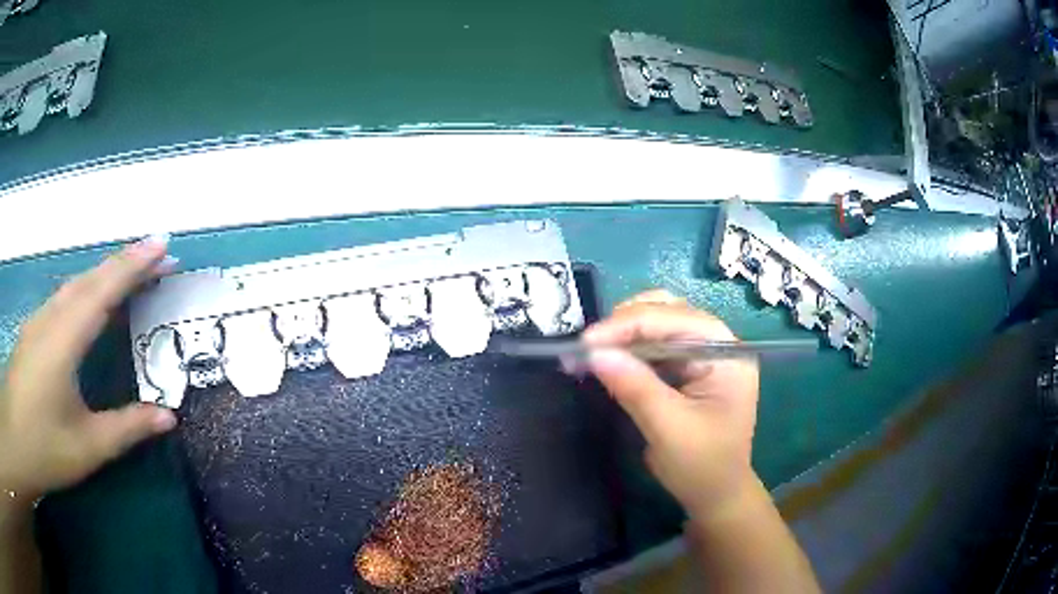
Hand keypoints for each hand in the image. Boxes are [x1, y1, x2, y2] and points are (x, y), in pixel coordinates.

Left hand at [0, 237, 178, 504]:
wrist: (14, 440)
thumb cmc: (42, 447)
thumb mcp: (86, 447)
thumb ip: (126, 428)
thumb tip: (169, 416)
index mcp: (64, 339)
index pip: (103, 289)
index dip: (134, 265)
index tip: (164, 244)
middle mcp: (51, 317)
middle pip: (91, 279)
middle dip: (126, 264)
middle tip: (160, 258)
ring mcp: (39, 321)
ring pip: (76, 285)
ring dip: (106, 275)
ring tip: (133, 277)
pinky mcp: (33, 331)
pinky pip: (64, 298)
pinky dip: (87, 290)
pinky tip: (93, 304)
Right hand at [583, 290, 759, 521]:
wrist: (715, 495)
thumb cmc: (702, 465)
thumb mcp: (668, 428)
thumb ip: (634, 387)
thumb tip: (593, 353)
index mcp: (726, 353)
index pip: (676, 319)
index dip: (628, 325)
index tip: (586, 342)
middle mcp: (717, 344)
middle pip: (668, 311)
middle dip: (625, 324)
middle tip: (588, 346)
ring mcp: (702, 354)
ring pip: (657, 324)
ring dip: (623, 334)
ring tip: (591, 351)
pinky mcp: (686, 368)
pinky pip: (653, 346)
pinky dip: (627, 350)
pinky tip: (606, 359)